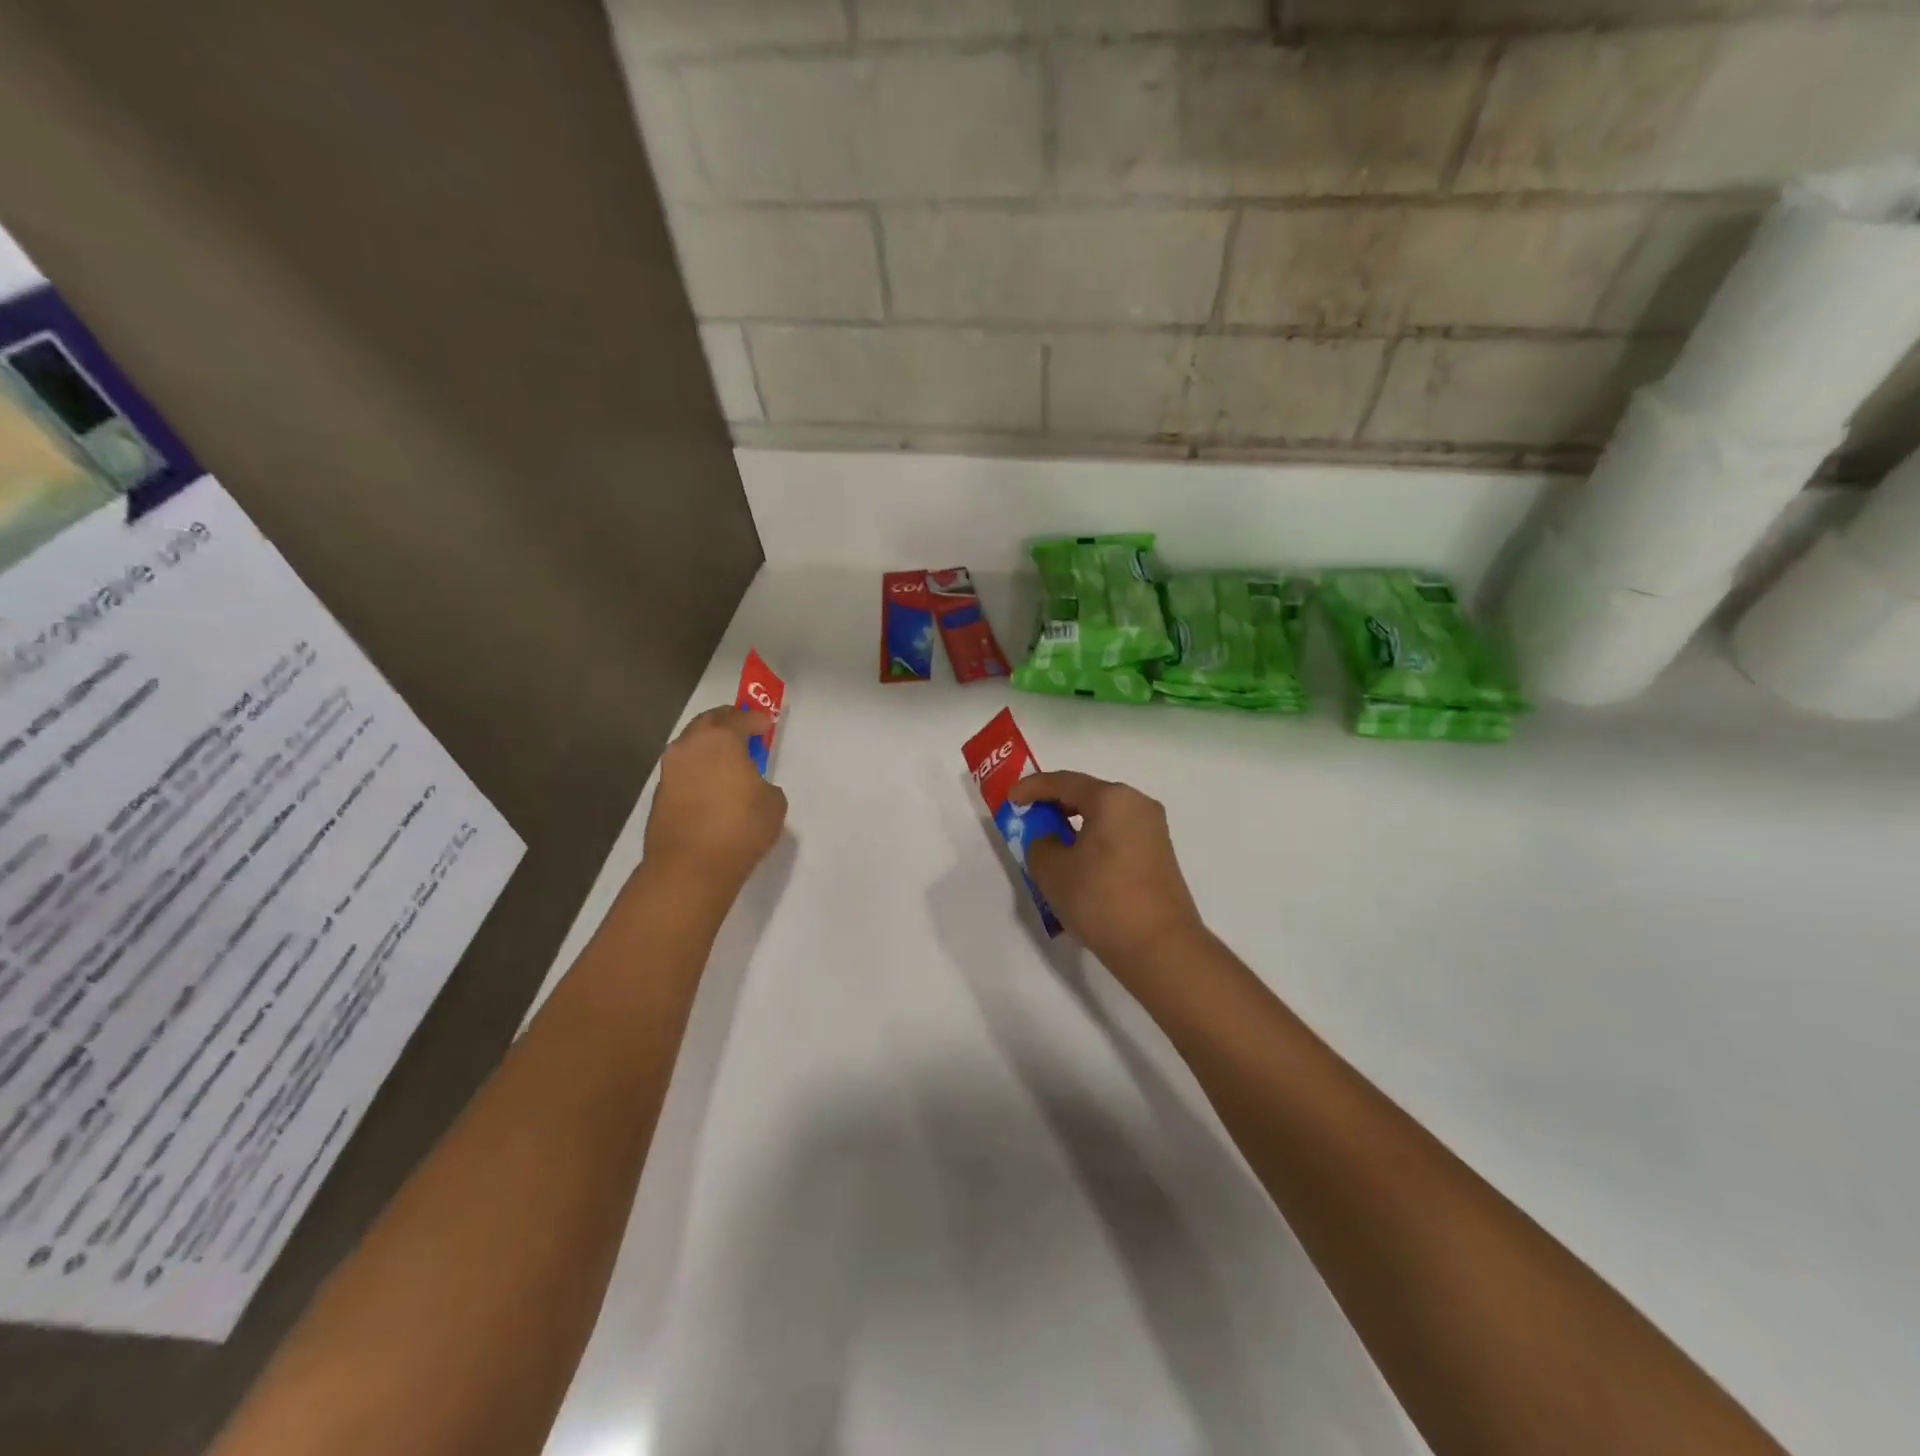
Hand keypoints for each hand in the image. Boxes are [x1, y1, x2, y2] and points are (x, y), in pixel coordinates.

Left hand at [643, 706, 787, 889]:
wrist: (690, 866)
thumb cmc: (740, 827)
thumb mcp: (772, 802)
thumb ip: (763, 784)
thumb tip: (751, 787)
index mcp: (720, 739)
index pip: (739, 718)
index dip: (756, 718)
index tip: (766, 722)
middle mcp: (689, 747)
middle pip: (707, 722)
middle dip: (726, 722)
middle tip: (742, 729)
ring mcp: (669, 771)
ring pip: (690, 746)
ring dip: (708, 747)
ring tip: (727, 761)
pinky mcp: (660, 795)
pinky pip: (683, 771)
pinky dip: (698, 771)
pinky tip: (712, 787)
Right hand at [1009, 771, 1204, 977]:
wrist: (1159, 947)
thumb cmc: (1101, 899)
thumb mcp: (1052, 870)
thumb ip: (1040, 844)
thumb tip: (1050, 840)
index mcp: (1112, 798)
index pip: (1063, 782)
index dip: (1032, 788)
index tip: (1010, 799)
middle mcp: (1137, 804)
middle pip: (1088, 794)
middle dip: (1055, 804)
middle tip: (1029, 818)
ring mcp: (1153, 830)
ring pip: (1104, 816)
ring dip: (1075, 824)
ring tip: (1051, 843)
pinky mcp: (1160, 854)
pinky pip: (1118, 834)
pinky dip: (1094, 840)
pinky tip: (1079, 862)